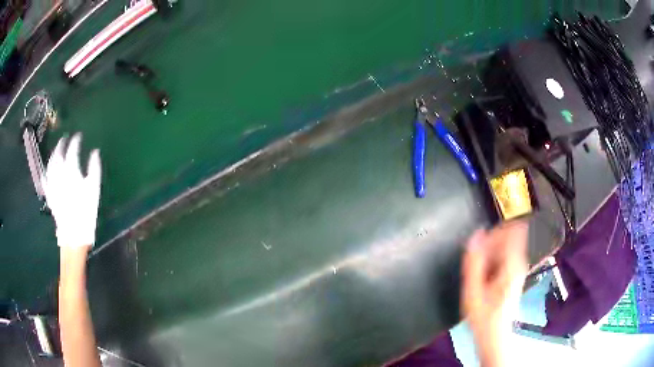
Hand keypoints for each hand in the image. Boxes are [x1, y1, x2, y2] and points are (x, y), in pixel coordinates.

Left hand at [44, 134, 101, 247]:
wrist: (74, 232)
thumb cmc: (86, 210)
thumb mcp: (94, 189)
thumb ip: (94, 168)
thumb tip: (95, 152)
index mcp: (71, 170)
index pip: (72, 149)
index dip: (75, 141)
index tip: (78, 136)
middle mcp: (59, 173)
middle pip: (58, 154)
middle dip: (61, 144)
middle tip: (64, 138)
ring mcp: (52, 183)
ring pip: (50, 164)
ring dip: (53, 154)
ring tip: (56, 150)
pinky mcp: (49, 194)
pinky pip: (45, 179)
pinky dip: (46, 171)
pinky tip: (47, 170)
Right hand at [461, 221, 527, 366]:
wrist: (494, 334)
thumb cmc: (483, 315)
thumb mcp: (473, 289)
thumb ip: (474, 261)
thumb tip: (475, 235)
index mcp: (513, 264)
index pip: (512, 230)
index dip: (496, 229)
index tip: (482, 240)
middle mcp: (520, 262)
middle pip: (508, 237)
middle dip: (491, 243)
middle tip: (477, 260)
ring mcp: (519, 268)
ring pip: (506, 246)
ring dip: (491, 252)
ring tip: (480, 271)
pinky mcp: (515, 274)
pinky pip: (505, 256)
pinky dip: (494, 260)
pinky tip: (484, 276)